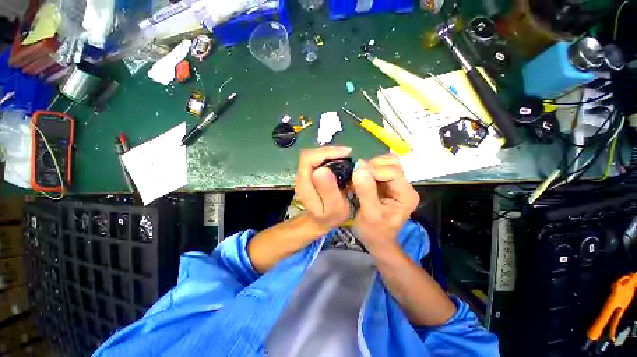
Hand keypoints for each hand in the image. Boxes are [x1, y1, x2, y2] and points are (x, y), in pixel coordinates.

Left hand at [295, 147, 352, 232]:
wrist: (320, 222)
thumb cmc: (329, 217)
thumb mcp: (333, 208)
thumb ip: (328, 190)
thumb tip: (323, 169)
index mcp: (304, 183)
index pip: (308, 158)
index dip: (326, 152)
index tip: (345, 153)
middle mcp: (301, 175)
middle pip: (311, 154)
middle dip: (330, 151)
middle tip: (348, 154)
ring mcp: (305, 174)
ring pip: (315, 155)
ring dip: (330, 153)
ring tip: (346, 156)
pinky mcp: (310, 173)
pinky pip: (319, 160)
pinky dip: (330, 157)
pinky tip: (340, 160)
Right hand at [351, 154, 418, 251]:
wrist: (376, 240)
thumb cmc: (374, 231)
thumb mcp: (370, 214)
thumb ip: (366, 192)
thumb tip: (359, 168)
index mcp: (406, 195)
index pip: (393, 172)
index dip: (374, 170)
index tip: (356, 174)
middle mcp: (404, 186)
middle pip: (391, 163)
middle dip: (371, 166)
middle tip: (356, 176)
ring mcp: (396, 183)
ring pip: (385, 162)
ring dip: (369, 166)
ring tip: (358, 178)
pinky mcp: (387, 183)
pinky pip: (378, 167)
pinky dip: (368, 169)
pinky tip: (360, 178)